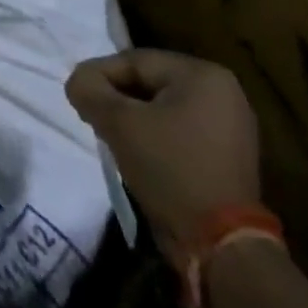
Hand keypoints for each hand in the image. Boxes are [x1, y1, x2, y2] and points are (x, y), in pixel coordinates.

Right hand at [66, 49, 260, 248]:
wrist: (220, 247)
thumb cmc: (170, 169)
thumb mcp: (119, 123)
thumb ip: (90, 90)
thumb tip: (78, 81)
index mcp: (203, 75)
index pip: (135, 61)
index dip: (99, 76)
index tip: (76, 97)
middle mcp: (223, 92)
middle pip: (150, 83)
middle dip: (117, 98)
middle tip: (91, 117)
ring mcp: (231, 126)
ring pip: (163, 108)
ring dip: (134, 119)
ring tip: (110, 137)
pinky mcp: (228, 156)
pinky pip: (180, 131)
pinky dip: (156, 137)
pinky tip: (138, 155)